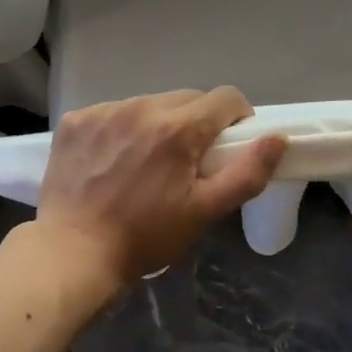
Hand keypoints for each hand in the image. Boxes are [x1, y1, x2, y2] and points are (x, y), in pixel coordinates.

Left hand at [37, 87, 287, 285]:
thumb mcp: (205, 212)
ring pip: (150, 103)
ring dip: (159, 124)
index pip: (226, 98)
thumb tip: (277, 138)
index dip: (237, 119)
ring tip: (148, 162)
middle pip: (188, 99)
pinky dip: (122, 129)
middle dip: (198, 123)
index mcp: (178, 128)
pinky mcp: (76, 121)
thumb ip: (247, 173)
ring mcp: (103, 111)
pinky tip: (114, 160)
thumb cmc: (146, 237)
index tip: (229, 146)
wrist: (73, 253)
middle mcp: (141, 107)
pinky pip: (113, 112)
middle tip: (189, 161)